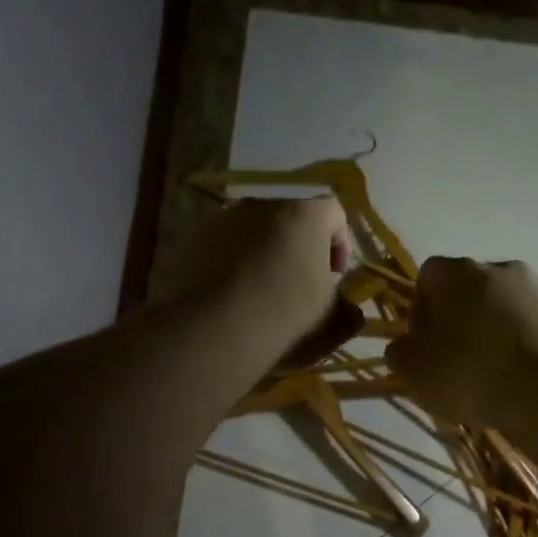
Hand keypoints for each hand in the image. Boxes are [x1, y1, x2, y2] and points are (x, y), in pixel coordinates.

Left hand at [167, 197, 360, 365]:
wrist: (213, 331)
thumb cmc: (286, 318)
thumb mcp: (332, 322)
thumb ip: (348, 310)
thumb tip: (348, 309)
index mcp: (304, 215)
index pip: (334, 213)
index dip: (339, 244)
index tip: (333, 277)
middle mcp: (262, 204)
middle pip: (289, 218)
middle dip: (297, 247)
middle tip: (296, 285)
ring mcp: (221, 218)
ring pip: (251, 231)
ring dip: (260, 253)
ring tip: (256, 293)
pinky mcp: (189, 238)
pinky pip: (218, 245)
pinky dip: (227, 263)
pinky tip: (226, 297)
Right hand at [387, 257, 537, 426]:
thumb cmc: (475, 376)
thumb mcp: (418, 374)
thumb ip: (401, 354)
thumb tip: (403, 346)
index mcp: (460, 274)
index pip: (428, 275)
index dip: (421, 308)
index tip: (425, 343)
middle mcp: (503, 268)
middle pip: (472, 287)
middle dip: (462, 318)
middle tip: (460, 359)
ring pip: (510, 304)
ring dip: (500, 328)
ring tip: (499, 372)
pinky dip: (533, 341)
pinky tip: (531, 375)